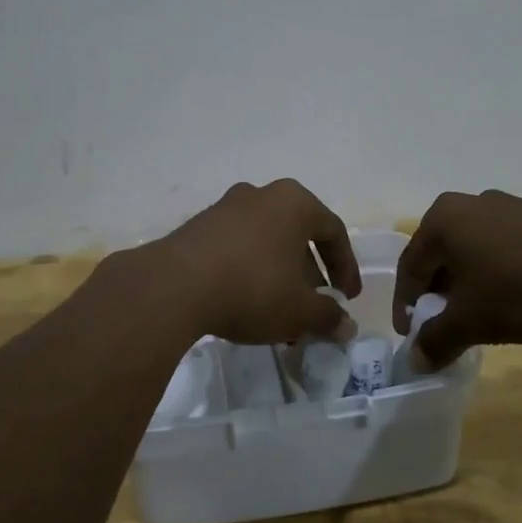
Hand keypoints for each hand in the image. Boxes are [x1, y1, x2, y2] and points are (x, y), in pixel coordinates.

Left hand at [146, 179, 360, 345]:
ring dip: (278, 276)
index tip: (347, 298)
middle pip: (296, 235)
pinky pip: (236, 248)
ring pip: (265, 243)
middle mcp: (260, 195)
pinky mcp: (197, 228)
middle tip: (313, 307)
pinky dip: (249, 272)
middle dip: (309, 275)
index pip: (333, 231)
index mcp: (293, 203)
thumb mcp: (299, 310)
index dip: (346, 267)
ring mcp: (224, 208)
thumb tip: (346, 327)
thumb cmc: (252, 288)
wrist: (174, 286)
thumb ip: (328, 317)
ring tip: (280, 314)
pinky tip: (246, 305)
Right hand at [392, 190, 521, 369]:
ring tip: (479, 316)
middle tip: (442, 325)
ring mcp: (507, 206)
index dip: (405, 305)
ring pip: (472, 251)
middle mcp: (468, 204)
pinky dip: (497, 274)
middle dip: (438, 293)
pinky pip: (503, 248)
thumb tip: (415, 361)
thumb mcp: (471, 321)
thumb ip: (437, 340)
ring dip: (468, 284)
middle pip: (440, 255)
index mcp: (441, 220)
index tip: (410, 335)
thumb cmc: (519, 286)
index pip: (410, 266)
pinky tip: (514, 298)